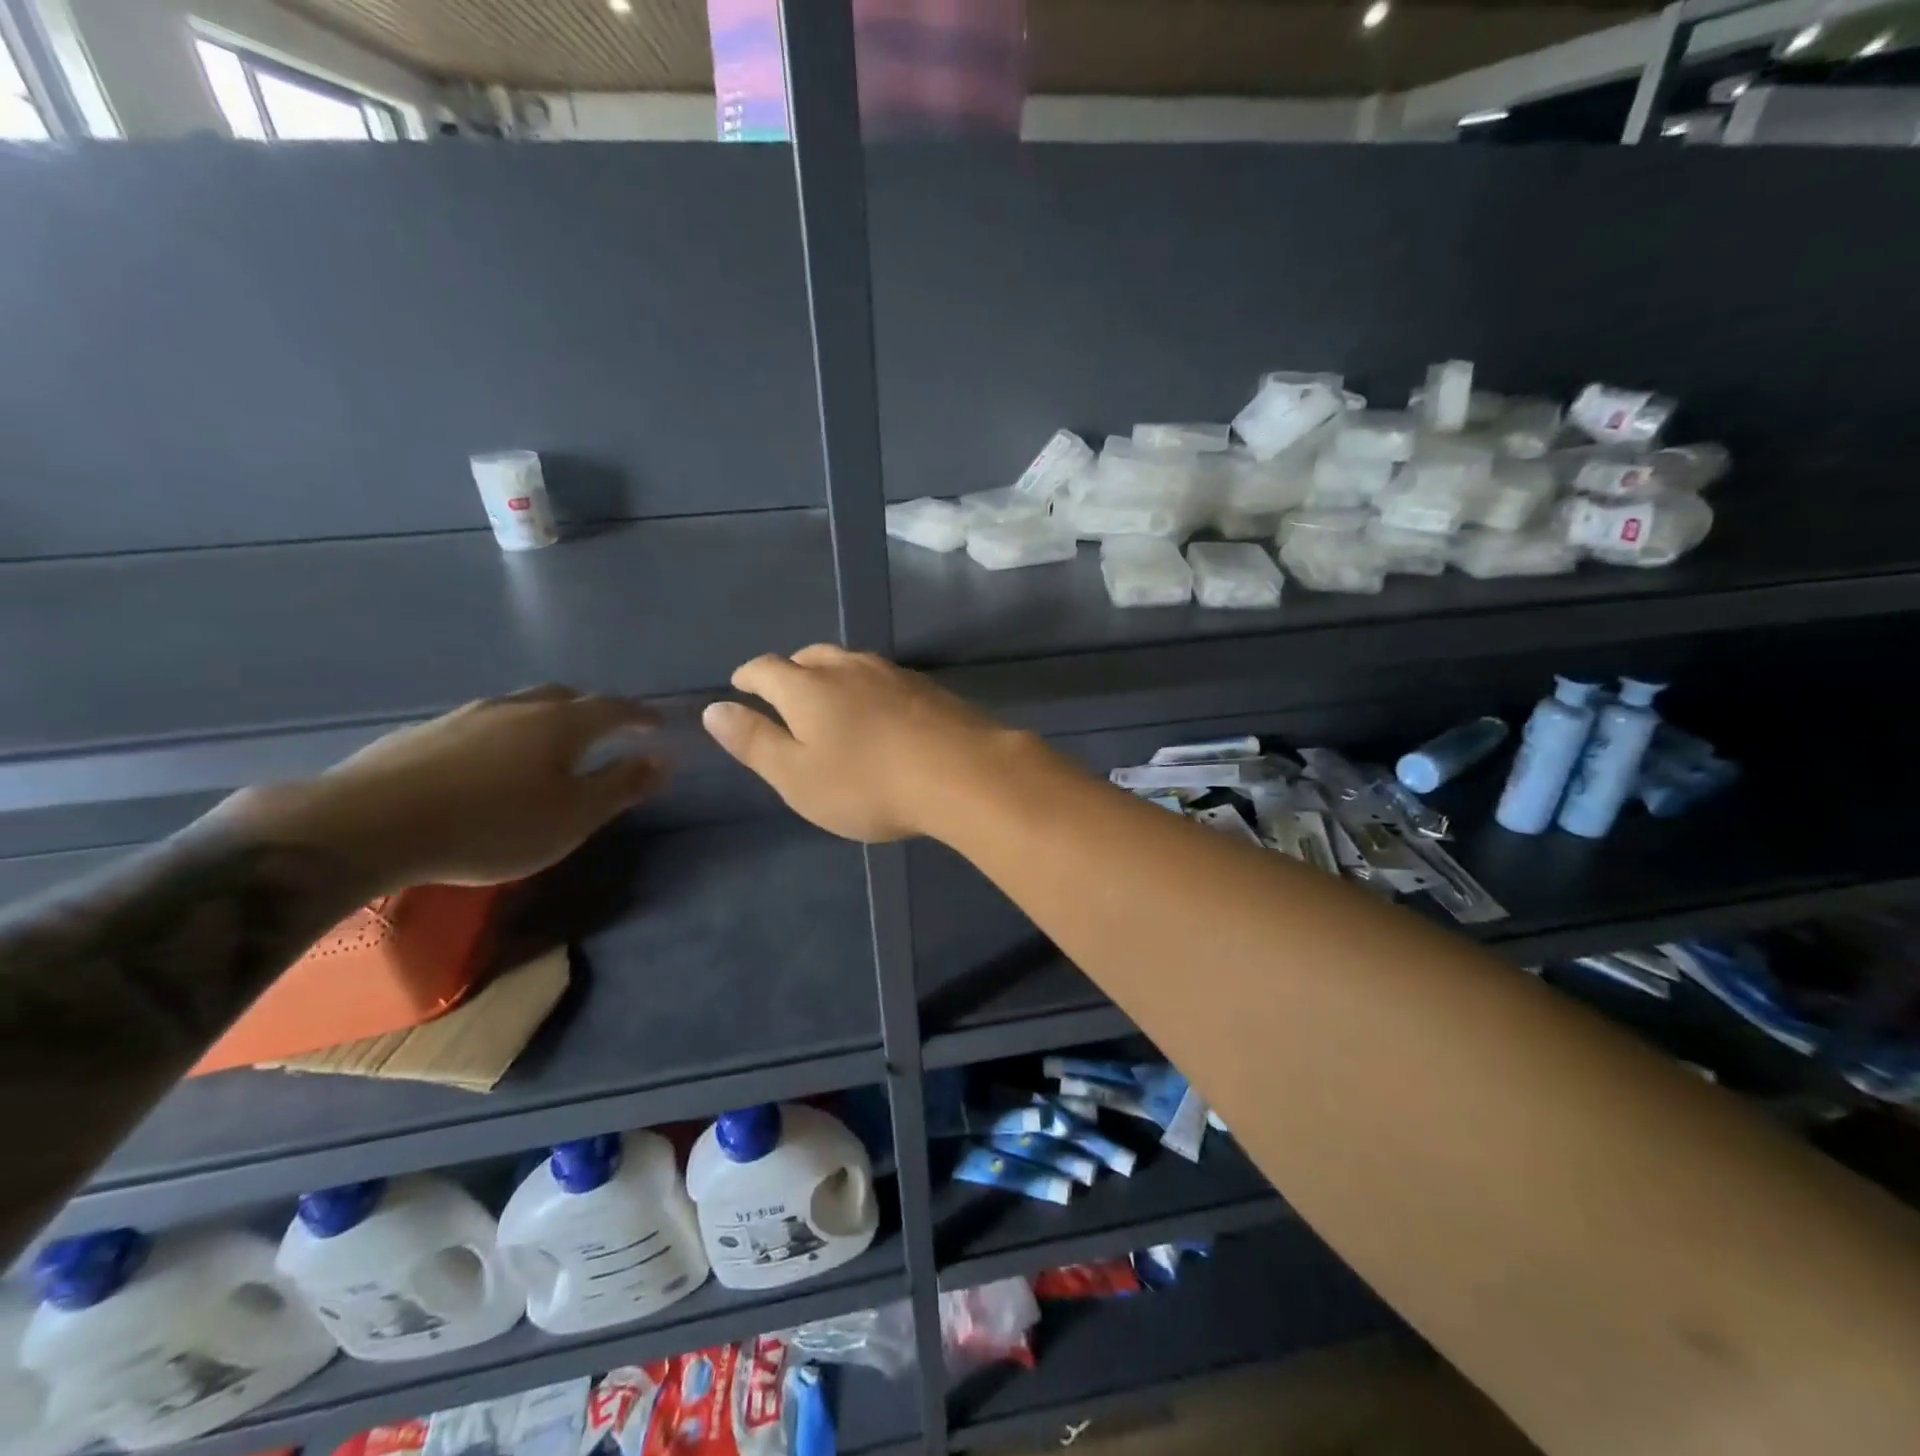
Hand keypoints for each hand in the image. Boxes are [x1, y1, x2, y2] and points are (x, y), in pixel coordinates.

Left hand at [223, 687, 667, 891]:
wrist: (367, 826)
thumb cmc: (491, 825)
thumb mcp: (573, 817)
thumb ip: (621, 785)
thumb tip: (664, 758)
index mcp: (560, 724)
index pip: (613, 708)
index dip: (640, 714)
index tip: (657, 723)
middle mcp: (515, 707)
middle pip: (565, 697)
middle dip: (594, 710)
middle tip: (609, 729)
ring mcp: (465, 716)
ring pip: (520, 706)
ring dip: (547, 718)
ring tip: (552, 744)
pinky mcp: (423, 734)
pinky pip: (482, 724)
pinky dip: (505, 734)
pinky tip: (491, 762)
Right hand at [701, 645, 1021, 841]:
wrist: (962, 772)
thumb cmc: (867, 783)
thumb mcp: (797, 776)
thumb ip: (755, 742)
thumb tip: (715, 709)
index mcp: (807, 687)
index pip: (766, 669)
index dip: (748, 675)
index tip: (740, 684)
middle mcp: (847, 668)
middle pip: (810, 657)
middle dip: (791, 670)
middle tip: (784, 689)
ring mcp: (892, 673)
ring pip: (850, 663)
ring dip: (831, 674)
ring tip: (829, 696)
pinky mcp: (927, 688)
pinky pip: (884, 678)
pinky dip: (868, 688)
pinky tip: (879, 710)